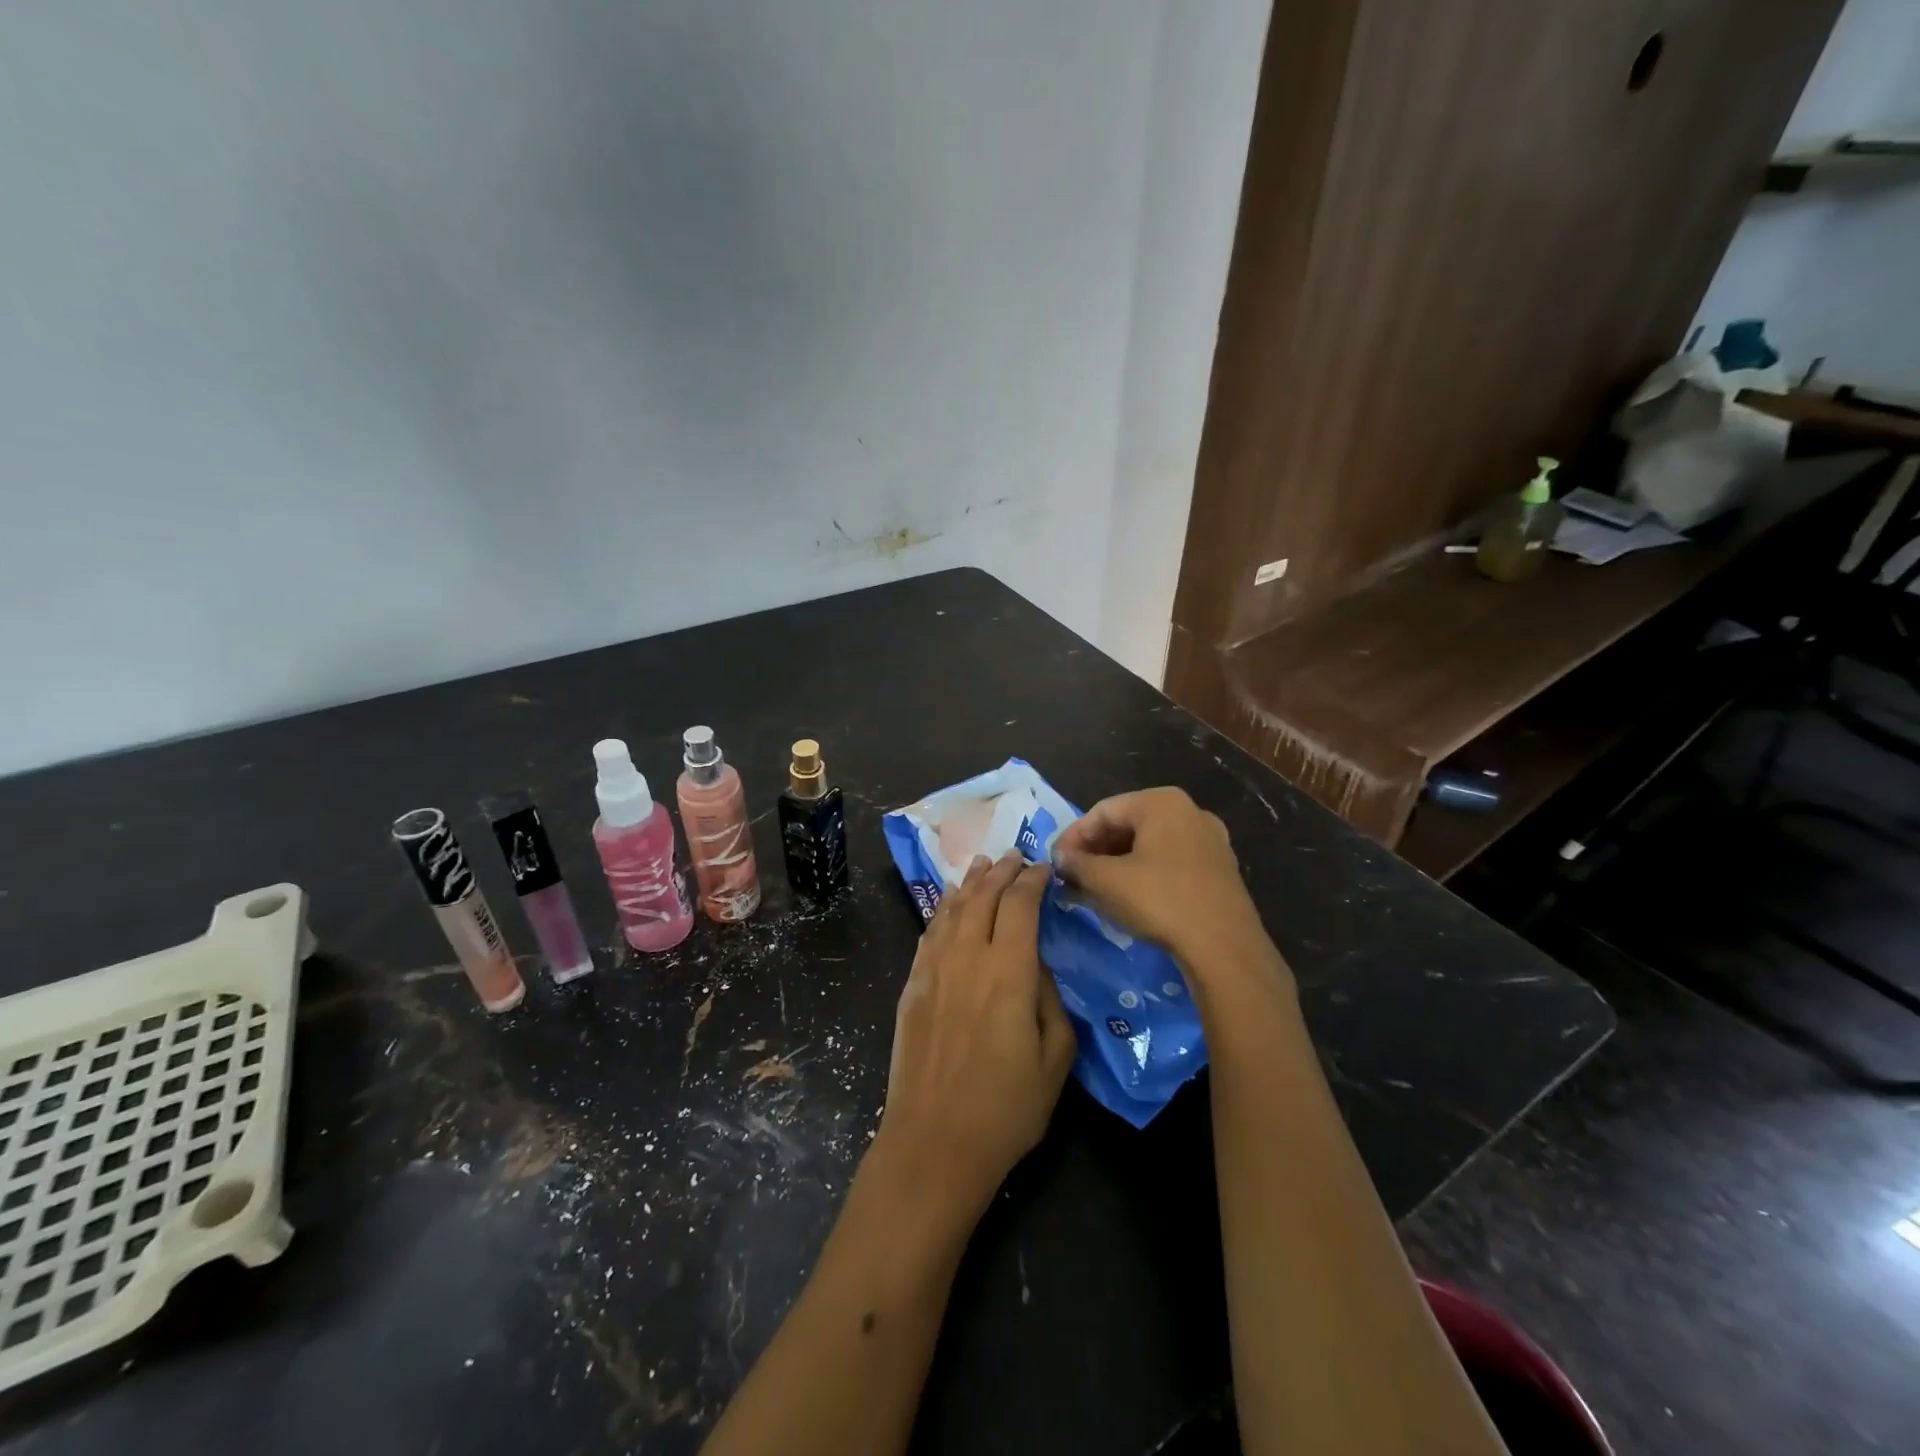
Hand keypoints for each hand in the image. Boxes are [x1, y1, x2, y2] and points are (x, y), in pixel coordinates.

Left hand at [875, 853, 1075, 1228]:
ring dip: (970, 882)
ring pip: (952, 908)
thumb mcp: (1055, 1060)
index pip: (1021, 905)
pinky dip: (942, 909)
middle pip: (984, 896)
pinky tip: (950, 903)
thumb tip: (1038, 966)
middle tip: (1015, 855)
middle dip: (1002, 871)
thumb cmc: (1005, 1109)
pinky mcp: (911, 986)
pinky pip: (929, 932)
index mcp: (1010, 972)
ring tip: (983, 864)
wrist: (932, 1143)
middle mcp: (968, 957)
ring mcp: (933, 969)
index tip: (1045, 867)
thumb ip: (1051, 1001)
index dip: (1034, 880)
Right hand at [1051, 787, 1273, 977]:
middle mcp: (1189, 811)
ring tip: (1092, 889)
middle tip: (1071, 876)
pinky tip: (1126, 898)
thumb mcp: (1107, 881)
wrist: (1224, 947)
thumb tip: (1059, 857)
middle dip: (1095, 851)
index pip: (1102, 811)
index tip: (1054, 862)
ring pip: (1148, 845)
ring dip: (1116, 865)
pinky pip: (1169, 862)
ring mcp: (1208, 840)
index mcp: (1161, 802)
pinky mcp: (1219, 869)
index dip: (1073, 836)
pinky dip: (1142, 874)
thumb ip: (1077, 863)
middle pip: (1127, 825)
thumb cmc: (1160, 900)